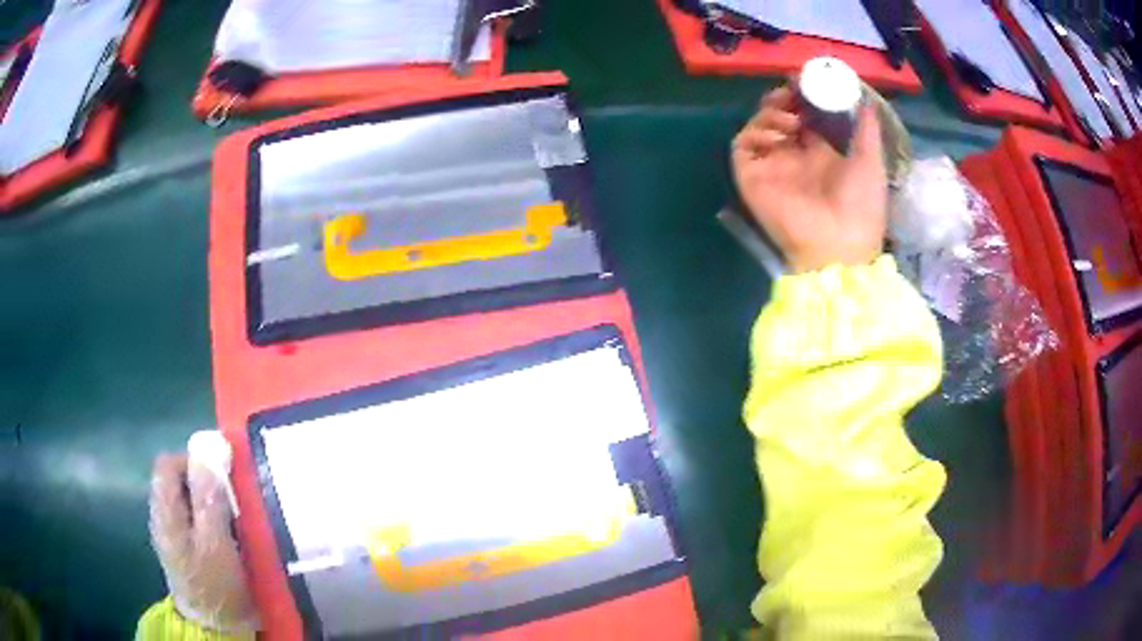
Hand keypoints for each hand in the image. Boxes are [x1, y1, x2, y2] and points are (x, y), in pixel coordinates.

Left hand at [149, 453, 256, 632]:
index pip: (167, 464)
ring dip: (210, 503)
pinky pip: (194, 519)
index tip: (221, 477)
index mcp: (165, 512)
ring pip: (188, 500)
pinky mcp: (185, 548)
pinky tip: (227, 538)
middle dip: (205, 483)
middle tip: (231, 503)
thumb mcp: (215, 542)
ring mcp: (173, 534)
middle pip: (177, 480)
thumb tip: (208, 450)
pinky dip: (210, 520)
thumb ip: (208, 497)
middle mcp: (163, 517)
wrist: (217, 628)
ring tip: (233, 522)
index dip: (192, 460)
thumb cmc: (215, 586)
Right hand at [732, 85, 886, 273]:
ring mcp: (772, 166)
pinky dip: (756, 131)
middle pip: (780, 116)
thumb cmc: (860, 208)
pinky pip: (744, 144)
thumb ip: (866, 128)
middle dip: (785, 98)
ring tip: (791, 116)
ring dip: (771, 112)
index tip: (808, 78)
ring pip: (759, 126)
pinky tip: (779, 133)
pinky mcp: (753, 176)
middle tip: (795, 89)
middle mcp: (794, 156)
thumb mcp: (871, 162)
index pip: (806, 116)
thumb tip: (865, 98)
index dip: (805, 96)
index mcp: (821, 154)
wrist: (839, 247)